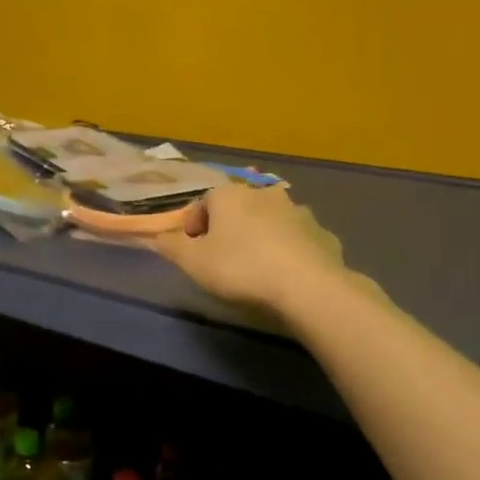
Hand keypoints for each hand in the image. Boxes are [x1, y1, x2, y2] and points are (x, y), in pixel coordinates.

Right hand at [151, 182, 346, 318]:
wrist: (306, 286)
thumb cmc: (240, 268)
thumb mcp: (193, 262)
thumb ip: (171, 247)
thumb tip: (156, 237)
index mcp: (230, 195)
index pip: (203, 203)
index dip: (194, 226)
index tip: (192, 250)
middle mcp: (264, 194)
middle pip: (238, 209)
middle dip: (229, 229)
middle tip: (222, 258)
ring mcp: (298, 212)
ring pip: (270, 221)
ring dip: (261, 237)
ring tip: (256, 268)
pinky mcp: (322, 233)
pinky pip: (297, 240)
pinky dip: (289, 251)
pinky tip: (285, 275)